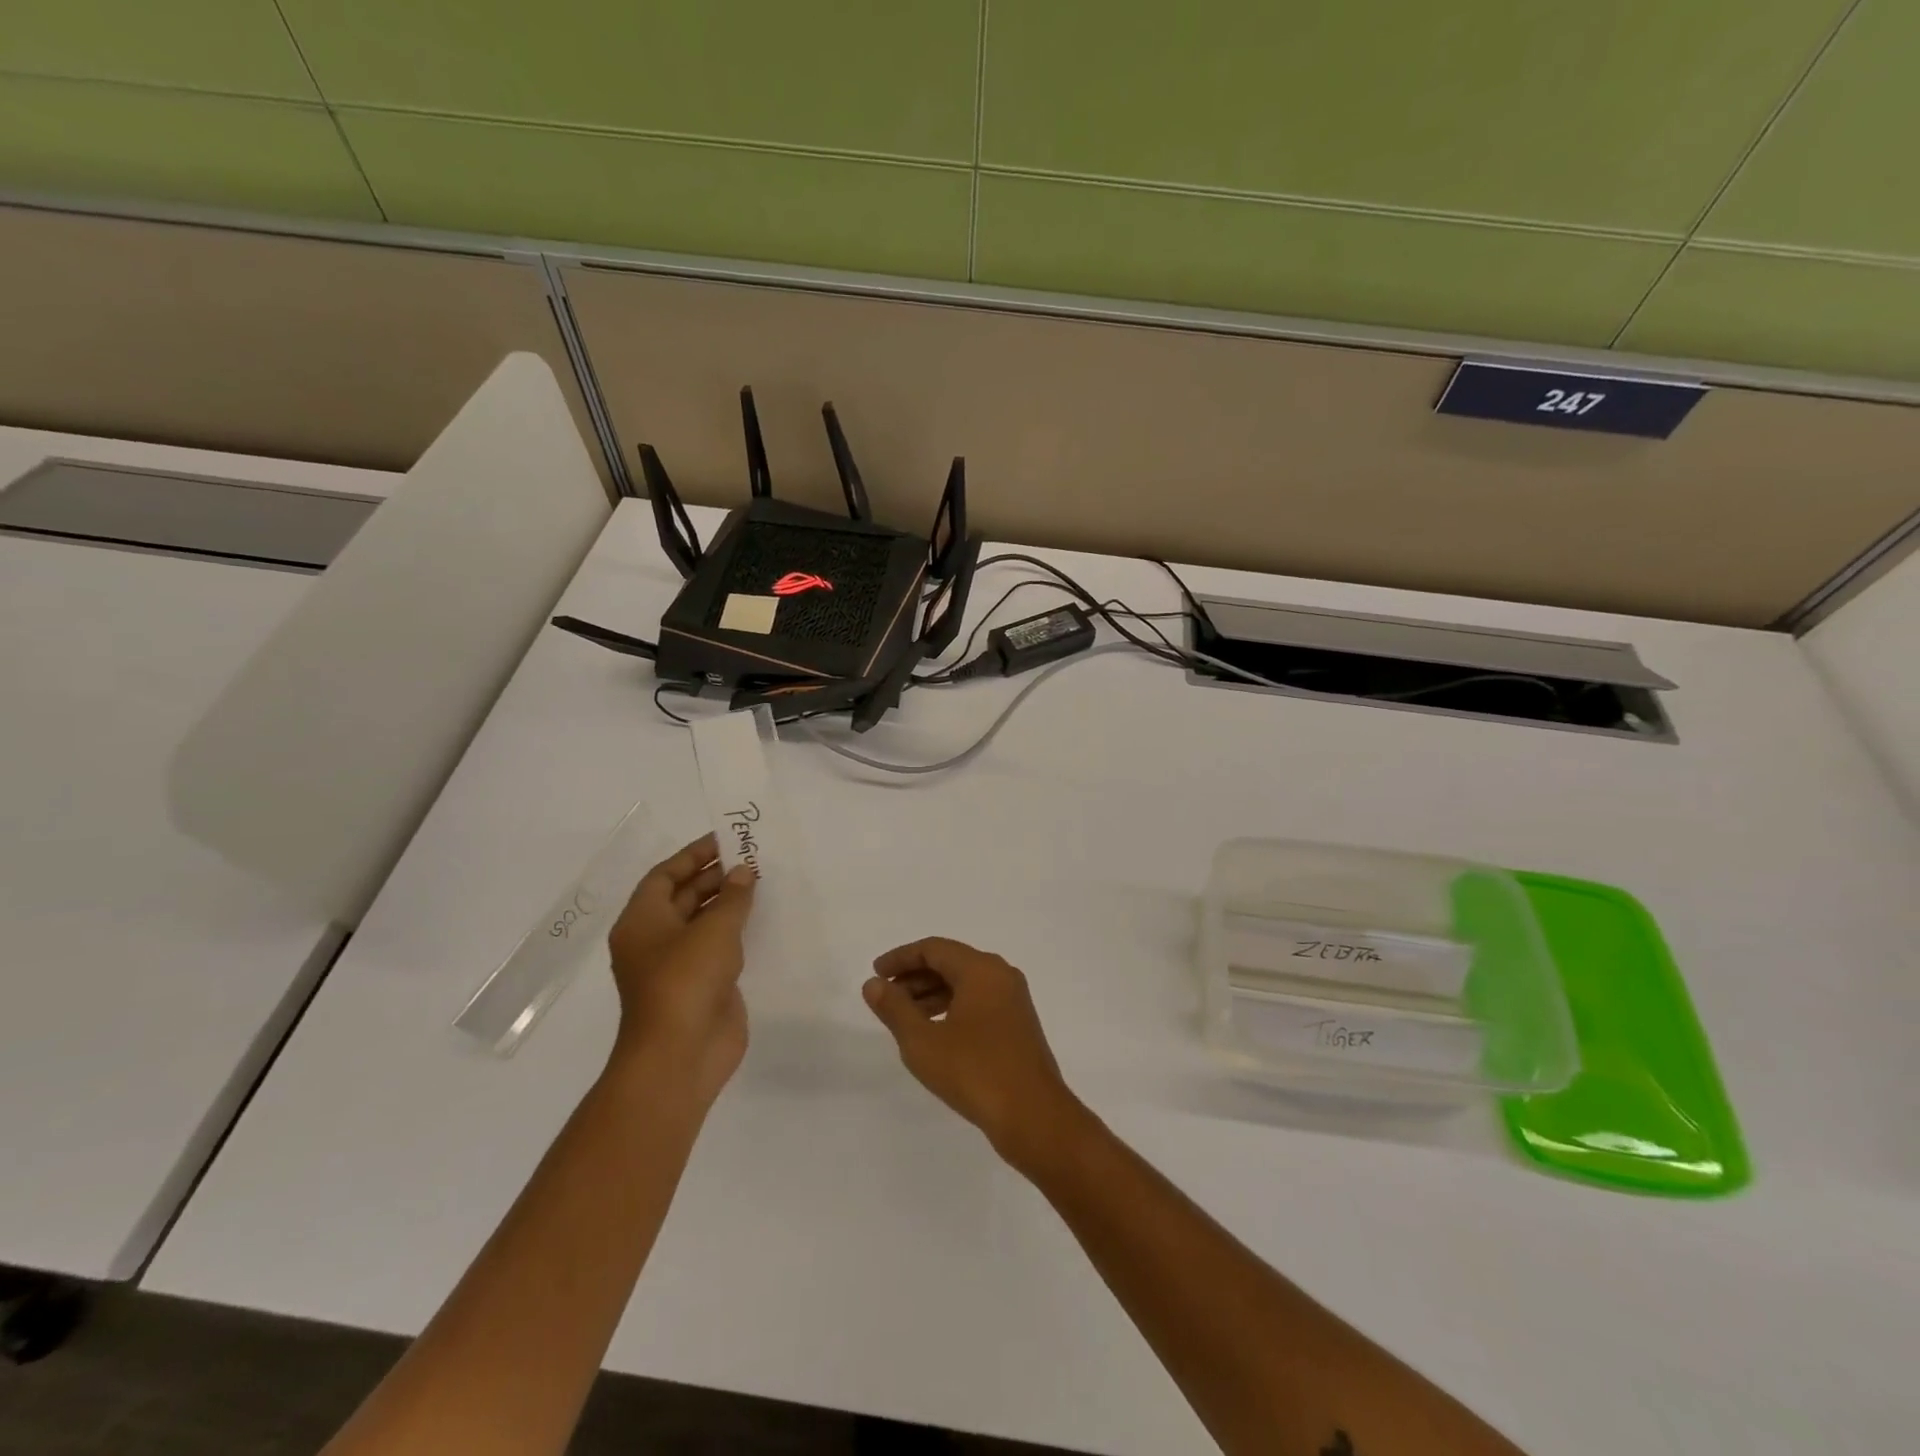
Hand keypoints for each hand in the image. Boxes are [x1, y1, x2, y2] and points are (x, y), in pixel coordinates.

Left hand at [606, 834, 755, 1106]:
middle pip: (684, 896)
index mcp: (642, 922)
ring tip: (763, 882)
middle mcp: (655, 940)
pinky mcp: (702, 986)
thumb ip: (733, 897)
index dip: (693, 855)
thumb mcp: (713, 930)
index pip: (664, 876)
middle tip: (753, 858)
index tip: (726, 840)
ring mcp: (678, 965)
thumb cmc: (686, 981)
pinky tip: (763, 919)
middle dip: (716, 876)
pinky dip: (737, 931)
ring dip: (729, 903)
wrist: (681, 1055)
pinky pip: (719, 948)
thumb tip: (743, 872)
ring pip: (703, 923)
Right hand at [863, 938, 1083, 1165]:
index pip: (934, 948)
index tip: (876, 974)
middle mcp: (1001, 975)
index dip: (901, 958)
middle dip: (915, 976)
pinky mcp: (1018, 1024)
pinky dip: (952, 1007)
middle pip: (950, 962)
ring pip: (965, 983)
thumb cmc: (974, 1072)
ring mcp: (1013, 1000)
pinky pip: (978, 1001)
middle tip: (885, 997)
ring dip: (932, 993)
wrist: (1034, 1116)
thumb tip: (873, 984)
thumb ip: (895, 1009)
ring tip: (903, 1017)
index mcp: (981, 969)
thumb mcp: (923, 1042)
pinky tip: (934, 1032)